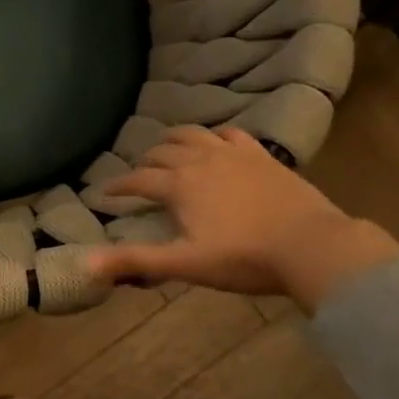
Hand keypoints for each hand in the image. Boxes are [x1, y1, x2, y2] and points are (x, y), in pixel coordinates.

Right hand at [87, 125, 398, 308]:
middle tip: (138, 176)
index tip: (104, 193)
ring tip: (166, 147)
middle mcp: (199, 160)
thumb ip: (136, 261)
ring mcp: (232, 154)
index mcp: (178, 185)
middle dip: (144, 163)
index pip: (138, 180)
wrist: (312, 246)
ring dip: (173, 139)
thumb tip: (86, 264)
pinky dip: (215, 135)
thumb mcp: (184, 264)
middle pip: (162, 152)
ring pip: (193, 134)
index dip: (118, 186)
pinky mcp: (261, 155)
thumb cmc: (243, 258)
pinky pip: (231, 133)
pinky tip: (216, 142)